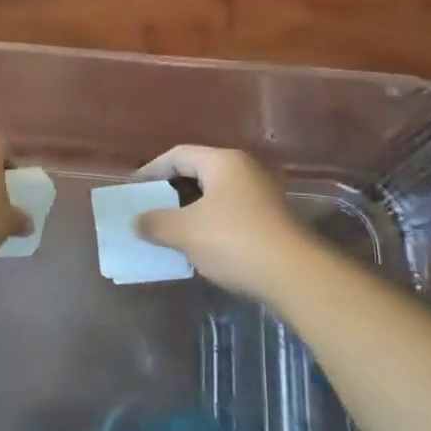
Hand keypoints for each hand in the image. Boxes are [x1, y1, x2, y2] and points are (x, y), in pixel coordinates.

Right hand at [133, 146, 320, 301]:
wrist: (295, 276)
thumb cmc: (234, 241)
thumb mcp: (185, 232)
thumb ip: (156, 223)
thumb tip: (136, 222)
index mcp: (223, 161)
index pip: (178, 155)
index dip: (152, 169)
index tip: (135, 188)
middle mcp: (245, 170)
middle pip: (199, 172)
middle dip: (171, 190)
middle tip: (149, 207)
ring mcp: (262, 195)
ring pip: (216, 195)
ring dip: (191, 210)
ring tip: (169, 229)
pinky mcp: (272, 220)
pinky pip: (231, 213)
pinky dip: (210, 224)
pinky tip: (199, 245)